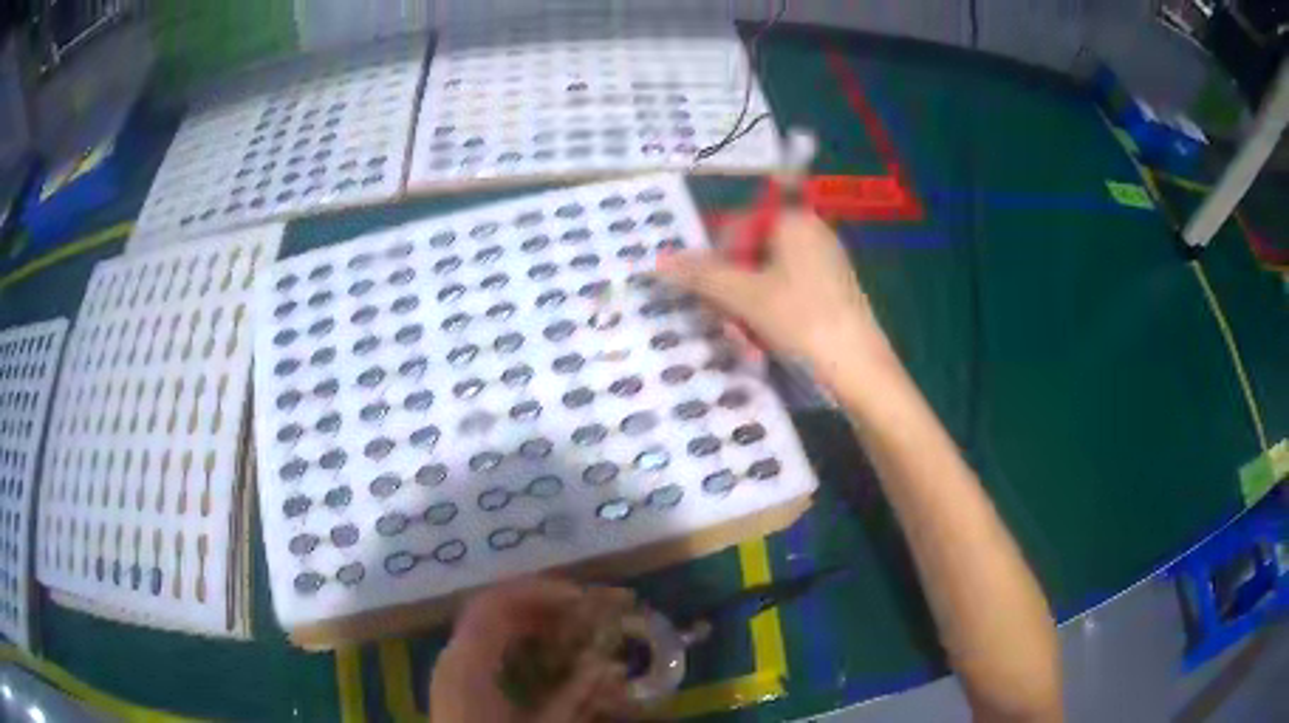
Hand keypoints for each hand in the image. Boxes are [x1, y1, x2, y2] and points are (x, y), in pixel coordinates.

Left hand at [430, 578, 633, 722]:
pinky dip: (514, 639)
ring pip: (486, 625)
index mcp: (468, 663)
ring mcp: (451, 668)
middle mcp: (453, 656)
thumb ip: (576, 697)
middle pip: (490, 609)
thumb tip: (610, 665)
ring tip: (568, 627)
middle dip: (537, 603)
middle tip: (581, 609)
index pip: (496, 605)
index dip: (538, 592)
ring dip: (527, 620)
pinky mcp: (456, 681)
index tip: (580, 598)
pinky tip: (542, 652)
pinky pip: (483, 644)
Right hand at [655, 209, 893, 391]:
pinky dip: (772, 318)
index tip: (711, 297)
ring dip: (749, 311)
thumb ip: (700, 277)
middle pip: (751, 255)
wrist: (861, 371)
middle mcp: (812, 235)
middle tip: (730, 326)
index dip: (715, 261)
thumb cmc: (802, 322)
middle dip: (733, 293)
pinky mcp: (833, 295)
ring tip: (750, 343)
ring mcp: (826, 266)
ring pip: (767, 281)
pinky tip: (771, 346)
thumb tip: (657, 262)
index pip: (736, 227)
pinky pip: (789, 297)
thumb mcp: (744, 298)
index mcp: (794, 222)